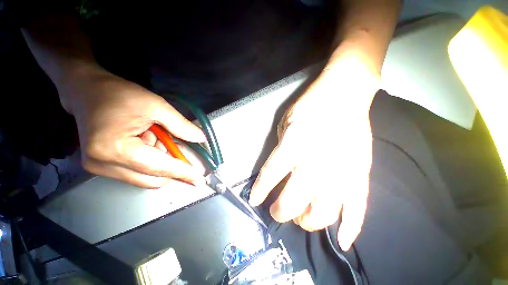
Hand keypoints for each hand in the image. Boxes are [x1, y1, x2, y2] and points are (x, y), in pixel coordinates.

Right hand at [58, 68, 205, 187]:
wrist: (87, 90)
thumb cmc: (119, 94)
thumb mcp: (156, 106)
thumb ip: (181, 125)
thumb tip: (201, 139)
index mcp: (116, 149)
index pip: (160, 168)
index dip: (183, 173)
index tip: (199, 181)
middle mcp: (104, 165)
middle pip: (153, 179)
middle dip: (170, 164)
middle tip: (167, 140)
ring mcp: (99, 168)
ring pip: (147, 177)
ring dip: (159, 160)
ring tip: (151, 135)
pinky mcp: (100, 167)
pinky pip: (137, 172)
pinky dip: (149, 160)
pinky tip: (144, 141)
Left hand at [249, 49, 378, 250]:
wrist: (343, 95)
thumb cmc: (309, 106)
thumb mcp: (285, 123)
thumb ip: (281, 149)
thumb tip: (279, 173)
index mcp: (294, 145)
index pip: (271, 175)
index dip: (261, 190)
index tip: (255, 200)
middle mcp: (316, 162)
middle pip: (294, 199)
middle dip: (282, 211)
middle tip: (276, 211)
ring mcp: (341, 170)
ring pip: (324, 211)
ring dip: (308, 221)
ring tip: (299, 219)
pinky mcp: (360, 173)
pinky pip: (358, 207)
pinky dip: (351, 228)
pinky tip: (342, 241)